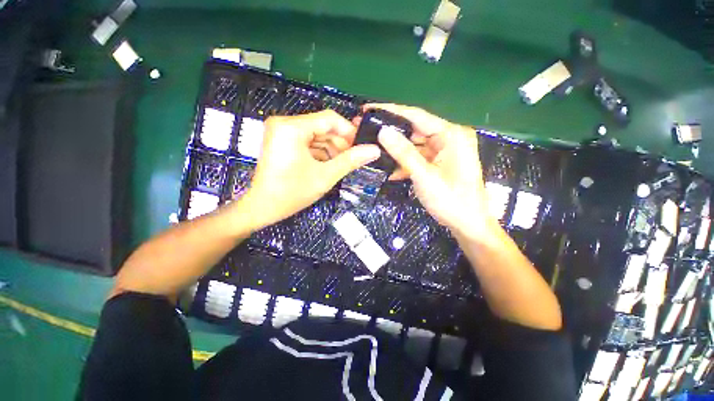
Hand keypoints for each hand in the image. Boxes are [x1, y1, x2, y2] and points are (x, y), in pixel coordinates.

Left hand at [238, 110, 380, 230]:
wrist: (262, 208)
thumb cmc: (292, 193)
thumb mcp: (325, 176)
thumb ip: (350, 161)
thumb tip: (375, 150)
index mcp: (292, 127)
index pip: (329, 119)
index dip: (349, 131)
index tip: (362, 146)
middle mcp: (285, 123)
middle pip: (322, 127)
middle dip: (340, 143)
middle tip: (353, 159)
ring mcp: (281, 132)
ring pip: (316, 135)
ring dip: (331, 150)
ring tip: (341, 165)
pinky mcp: (282, 141)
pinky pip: (307, 142)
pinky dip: (320, 152)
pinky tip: (328, 165)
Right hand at [367, 104, 496, 238]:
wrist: (468, 225)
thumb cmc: (451, 200)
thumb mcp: (424, 176)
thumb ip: (404, 153)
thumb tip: (383, 131)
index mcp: (451, 135)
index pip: (417, 116)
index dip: (391, 111)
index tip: (369, 109)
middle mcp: (448, 138)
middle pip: (414, 130)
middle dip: (391, 133)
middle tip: (367, 131)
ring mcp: (443, 151)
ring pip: (414, 146)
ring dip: (396, 152)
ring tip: (373, 149)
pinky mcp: (439, 163)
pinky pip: (418, 158)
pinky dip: (405, 164)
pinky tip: (390, 171)